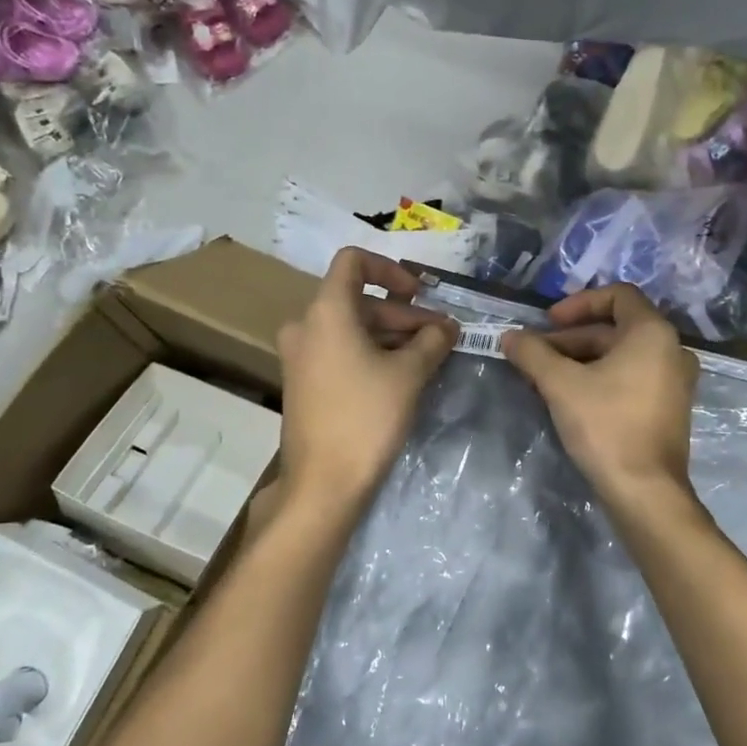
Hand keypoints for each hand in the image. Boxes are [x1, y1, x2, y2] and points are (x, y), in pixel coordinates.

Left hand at [276, 247, 458, 507]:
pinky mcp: (304, 382)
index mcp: (326, 312)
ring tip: (429, 357)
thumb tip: (446, 327)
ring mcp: (300, 356)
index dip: (390, 269)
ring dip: (391, 335)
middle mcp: (305, 326)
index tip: (420, 294)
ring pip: (352, 328)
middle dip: (404, 314)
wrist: (323, 483)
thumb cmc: (366, 418)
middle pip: (359, 300)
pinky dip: (372, 353)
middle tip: (441, 336)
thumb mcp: (409, 374)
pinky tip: (403, 375)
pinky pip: (341, 351)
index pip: (353, 261)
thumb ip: (431, 340)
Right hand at [503, 284, 698, 508]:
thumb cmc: (606, 426)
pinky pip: (631, 378)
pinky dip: (600, 378)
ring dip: (581, 360)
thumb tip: (509, 336)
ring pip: (621, 356)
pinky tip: (569, 398)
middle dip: (570, 339)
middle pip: (615, 329)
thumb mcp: (561, 385)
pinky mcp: (668, 408)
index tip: (548, 322)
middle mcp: (672, 350)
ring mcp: (674, 382)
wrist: (645, 492)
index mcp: (653, 333)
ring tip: (544, 379)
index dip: (579, 303)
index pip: (618, 295)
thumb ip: (533, 354)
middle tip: (535, 356)